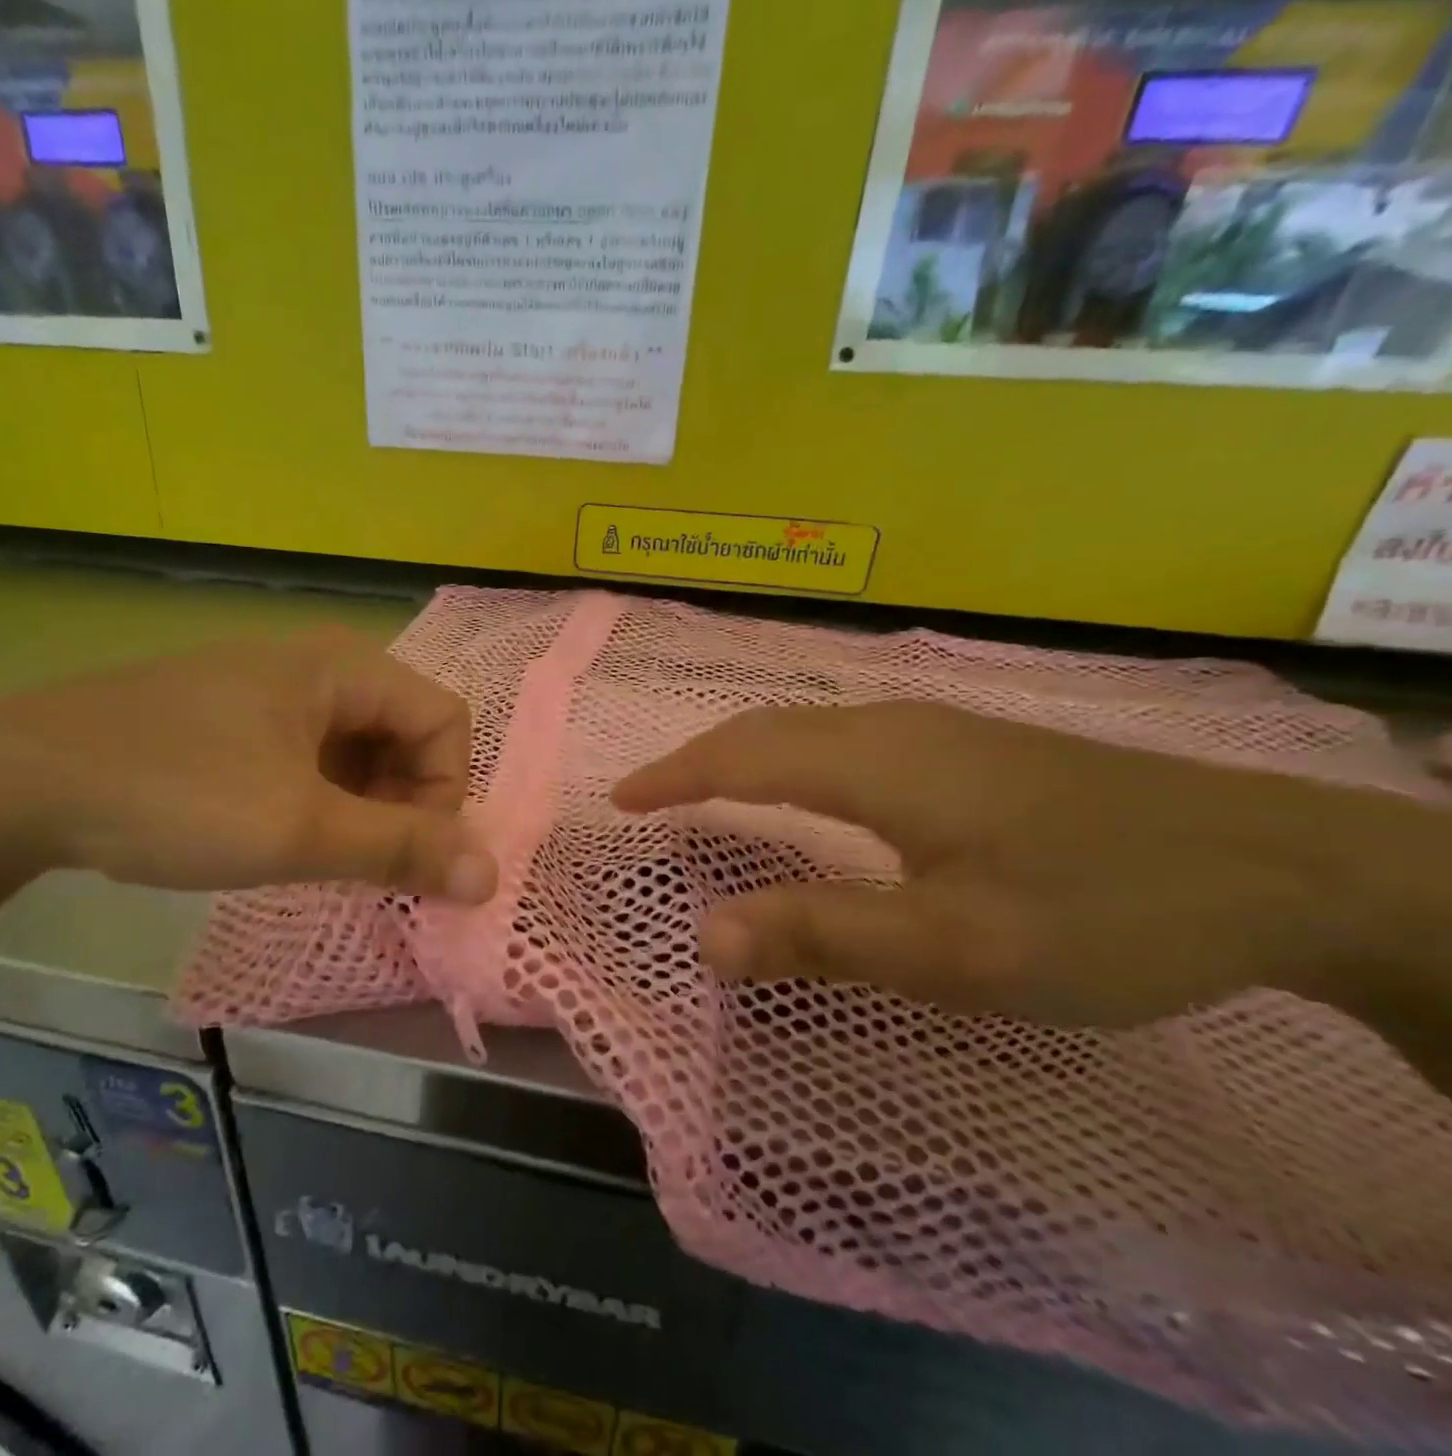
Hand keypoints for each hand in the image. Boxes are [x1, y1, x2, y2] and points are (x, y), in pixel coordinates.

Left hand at [0, 629, 497, 901]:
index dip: (445, 793)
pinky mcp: (232, 716)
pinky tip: (279, 834)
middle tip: (364, 865)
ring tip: (321, 857)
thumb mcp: (300, 829)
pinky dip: (317, 799)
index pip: (445, 721)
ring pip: (355, 747)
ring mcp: (269, 687)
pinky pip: (308, 753)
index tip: (408, 856)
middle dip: (402, 804)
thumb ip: (402, 850)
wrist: (18, 780)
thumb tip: (491, 875)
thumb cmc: (176, 794)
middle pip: (404, 732)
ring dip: (360, 807)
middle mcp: (316, 663)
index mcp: (344, 666)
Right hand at [613, 702, 1448, 1029]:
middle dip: (697, 759)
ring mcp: (937, 729)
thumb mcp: (954, 948)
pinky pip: (844, 737)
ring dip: (743, 753)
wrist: (1283, 869)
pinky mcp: (969, 747)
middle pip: (768, 728)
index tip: (621, 799)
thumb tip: (703, 935)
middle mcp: (893, 726)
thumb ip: (822, 935)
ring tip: (703, 790)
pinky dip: (791, 756)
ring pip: (807, 727)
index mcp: (875, 763)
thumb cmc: (1101, 912)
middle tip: (649, 797)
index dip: (674, 775)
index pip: (741, 755)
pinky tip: (804, 786)